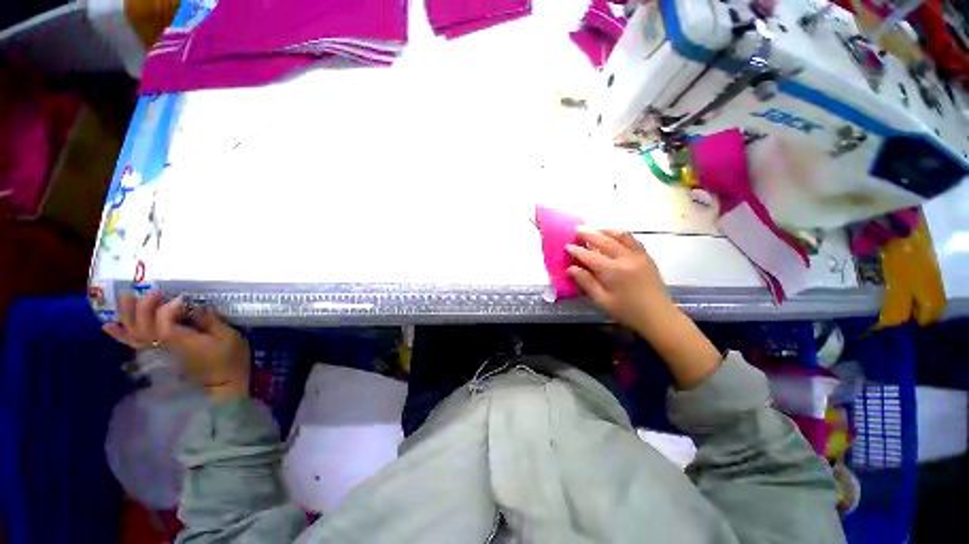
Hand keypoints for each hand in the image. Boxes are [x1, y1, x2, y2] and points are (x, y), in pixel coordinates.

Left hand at [103, 290, 250, 399]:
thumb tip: (196, 307)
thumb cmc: (231, 357)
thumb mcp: (229, 337)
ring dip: (127, 315)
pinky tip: (109, 325)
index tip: (182, 298)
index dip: (167, 309)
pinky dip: (121, 335)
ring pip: (135, 333)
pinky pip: (136, 342)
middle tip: (154, 291)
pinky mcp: (161, 351)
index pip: (164, 325)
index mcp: (183, 342)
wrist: (225, 380)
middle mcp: (165, 346)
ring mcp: (161, 350)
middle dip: (144, 307)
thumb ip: (211, 321)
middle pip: (144, 327)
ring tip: (126, 297)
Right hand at [567, 229, 721, 388]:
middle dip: (589, 234)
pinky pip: (632, 239)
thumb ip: (586, 282)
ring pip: (620, 236)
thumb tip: (570, 268)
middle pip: (604, 241)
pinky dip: (620, 235)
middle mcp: (626, 258)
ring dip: (605, 231)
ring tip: (594, 229)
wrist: (658, 316)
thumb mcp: (602, 300)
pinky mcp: (646, 256)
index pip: (590, 256)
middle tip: (577, 230)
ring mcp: (638, 255)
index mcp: (613, 271)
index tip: (567, 246)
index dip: (577, 251)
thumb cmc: (627, 311)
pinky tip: (613, 236)